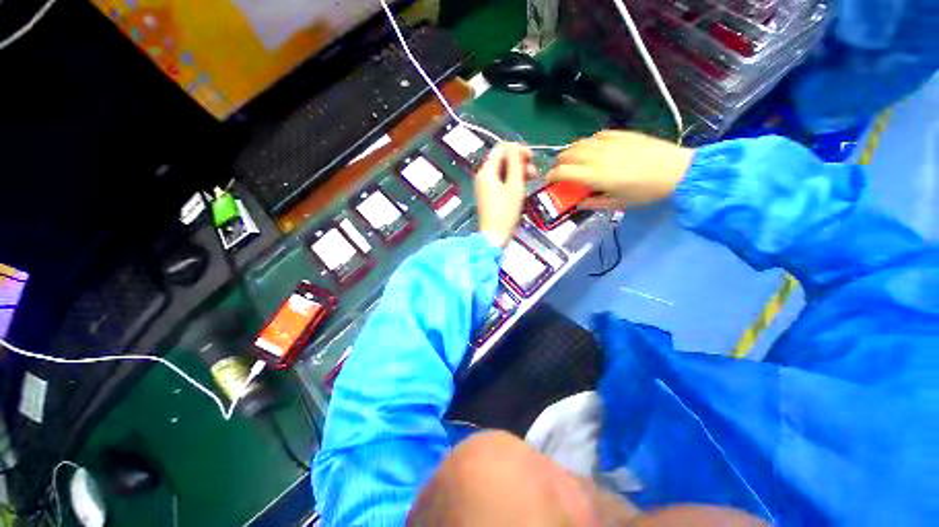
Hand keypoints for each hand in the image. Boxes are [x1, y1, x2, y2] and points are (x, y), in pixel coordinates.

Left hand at [475, 143, 531, 247]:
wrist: (494, 236)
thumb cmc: (505, 212)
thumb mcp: (514, 185)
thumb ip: (515, 163)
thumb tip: (514, 145)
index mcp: (487, 171)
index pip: (502, 148)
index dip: (518, 149)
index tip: (531, 158)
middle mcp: (483, 176)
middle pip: (502, 159)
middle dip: (519, 162)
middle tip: (534, 172)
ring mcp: (485, 186)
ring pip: (503, 170)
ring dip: (517, 171)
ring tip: (531, 179)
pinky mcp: (489, 195)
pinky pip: (501, 181)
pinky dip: (512, 181)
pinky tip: (522, 187)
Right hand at [547, 131, 694, 209]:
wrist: (677, 171)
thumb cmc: (646, 192)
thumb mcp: (618, 203)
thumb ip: (594, 203)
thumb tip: (579, 204)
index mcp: (595, 175)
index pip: (564, 172)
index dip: (552, 175)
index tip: (549, 180)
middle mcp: (597, 157)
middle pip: (568, 154)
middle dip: (558, 161)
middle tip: (558, 168)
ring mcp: (610, 143)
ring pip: (581, 143)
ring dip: (571, 150)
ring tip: (571, 157)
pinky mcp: (622, 135)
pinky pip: (599, 135)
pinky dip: (590, 141)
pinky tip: (592, 146)